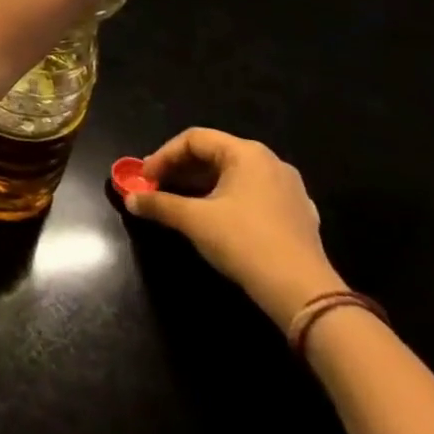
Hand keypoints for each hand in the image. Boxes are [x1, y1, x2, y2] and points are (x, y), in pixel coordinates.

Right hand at [127, 127, 343, 330]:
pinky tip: (217, 220)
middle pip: (215, 154)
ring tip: (181, 204)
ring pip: (235, 175)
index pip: (194, 139)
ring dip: (203, 185)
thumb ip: (159, 204)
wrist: (303, 293)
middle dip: (181, 170)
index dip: (164, 156)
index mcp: (247, 154)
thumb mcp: (193, 220)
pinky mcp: (299, 215)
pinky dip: (228, 200)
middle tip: (158, 188)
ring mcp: (290, 189)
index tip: (145, 178)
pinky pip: (254, 195)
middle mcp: (271, 163)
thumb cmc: (244, 242)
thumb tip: (130, 200)